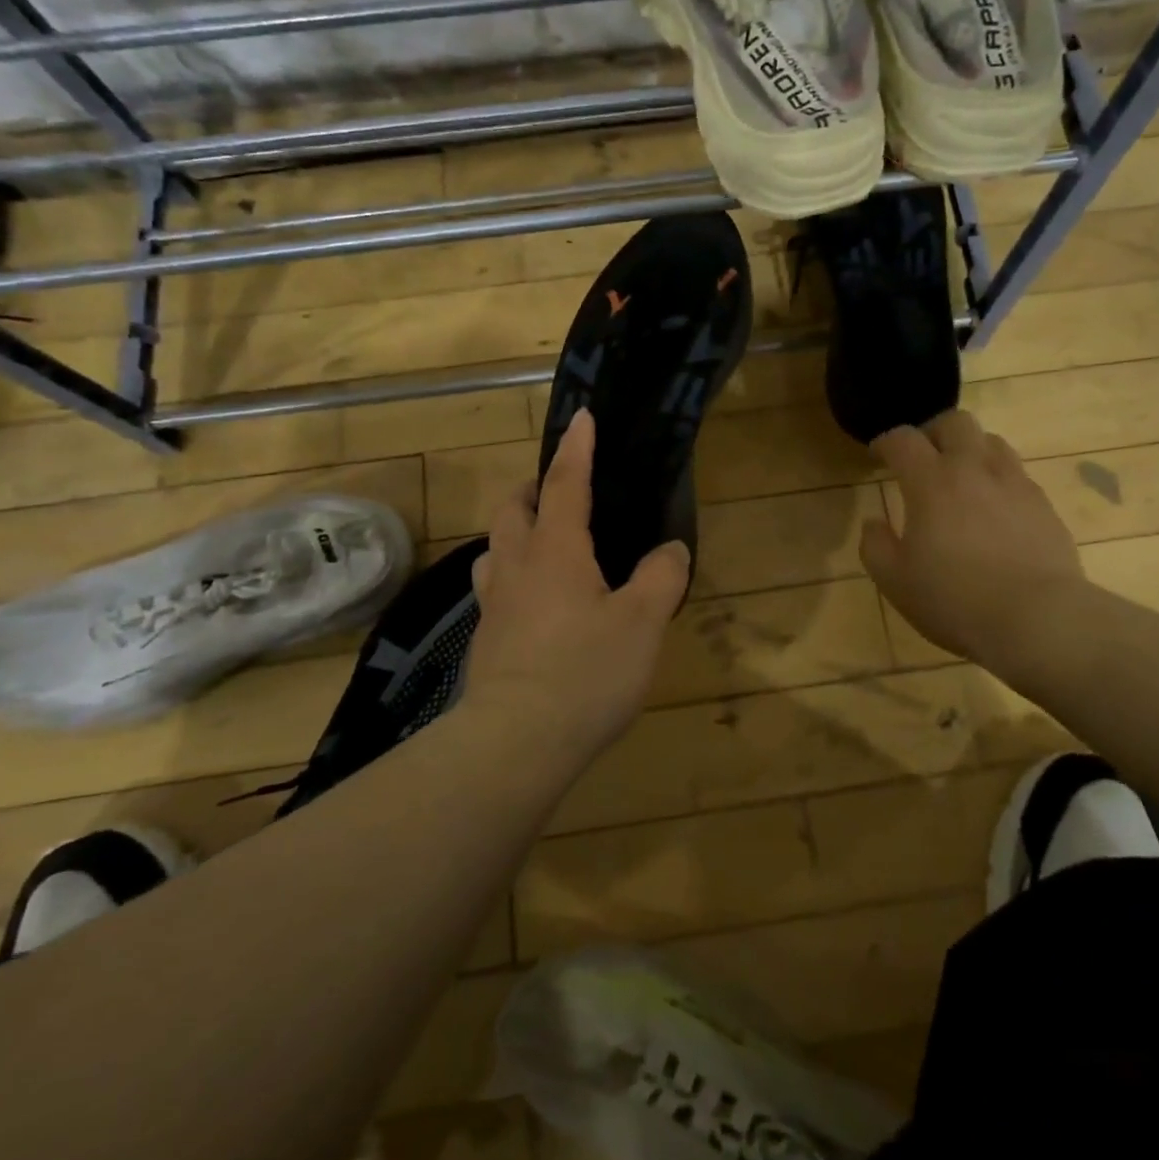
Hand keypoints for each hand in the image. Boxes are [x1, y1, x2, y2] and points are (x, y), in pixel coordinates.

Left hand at [464, 408, 690, 748]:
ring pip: (496, 547)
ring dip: (515, 530)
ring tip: (544, 540)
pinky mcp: (487, 639)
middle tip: (559, 489)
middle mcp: (517, 566)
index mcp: (556, 550)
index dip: (576, 448)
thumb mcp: (642, 623)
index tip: (581, 416)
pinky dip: (513, 573)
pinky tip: (535, 600)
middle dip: (533, 487)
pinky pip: (496, 586)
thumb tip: (670, 550)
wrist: (515, 742)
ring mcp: (495, 603)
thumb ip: (661, 578)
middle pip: (514, 508)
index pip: (566, 483)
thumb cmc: (585, 672)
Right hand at [860, 411, 1083, 664]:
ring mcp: (1015, 484)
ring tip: (961, 478)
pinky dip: (998, 480)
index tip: (878, 455)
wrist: (1038, 619)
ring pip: (992, 441)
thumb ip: (875, 546)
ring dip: (970, 450)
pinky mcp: (1044, 505)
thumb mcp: (895, 582)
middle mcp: (974, 470)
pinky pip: (1017, 474)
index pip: (903, 439)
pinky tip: (994, 510)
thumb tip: (874, 523)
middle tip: (922, 457)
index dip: (886, 442)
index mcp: (931, 482)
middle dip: (932, 432)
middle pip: (955, 422)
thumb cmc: (955, 600)